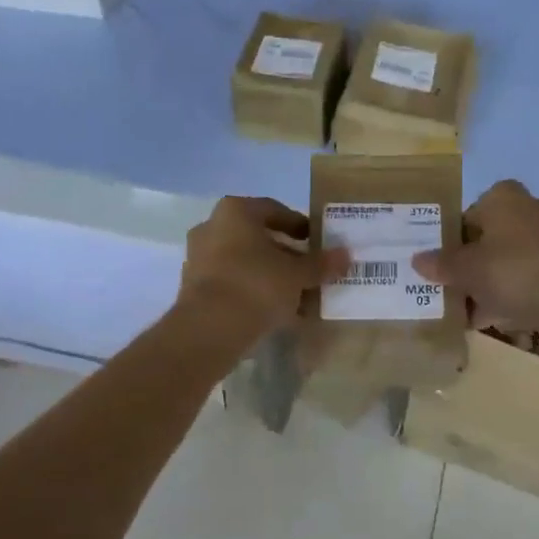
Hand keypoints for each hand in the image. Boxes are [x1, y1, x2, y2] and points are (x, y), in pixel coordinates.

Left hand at [174, 197, 345, 348]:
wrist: (209, 328)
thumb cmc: (257, 285)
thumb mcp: (297, 274)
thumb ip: (320, 263)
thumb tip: (345, 255)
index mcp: (235, 211)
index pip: (274, 210)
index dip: (298, 225)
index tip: (316, 241)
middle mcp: (212, 227)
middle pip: (257, 237)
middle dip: (284, 253)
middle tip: (308, 269)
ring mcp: (198, 258)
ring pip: (243, 261)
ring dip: (268, 274)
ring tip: (295, 295)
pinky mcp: (193, 288)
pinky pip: (231, 282)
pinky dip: (251, 291)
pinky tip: (273, 310)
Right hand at [415, 180, 538, 344]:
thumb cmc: (512, 271)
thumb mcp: (466, 270)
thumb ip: (441, 264)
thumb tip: (417, 259)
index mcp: (504, 197)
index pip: (467, 215)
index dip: (451, 242)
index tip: (440, 267)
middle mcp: (529, 209)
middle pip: (488, 239)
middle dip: (470, 266)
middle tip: (450, 290)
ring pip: (507, 260)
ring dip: (488, 284)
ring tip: (468, 312)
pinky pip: (527, 277)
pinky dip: (511, 294)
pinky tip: (494, 320)